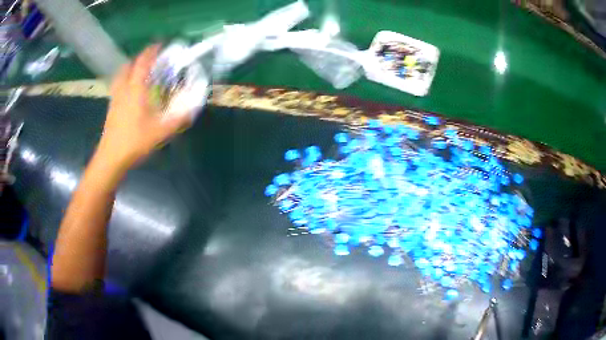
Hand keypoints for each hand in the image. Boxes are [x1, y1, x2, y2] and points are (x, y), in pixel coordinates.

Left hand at [95, 45, 191, 172]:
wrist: (111, 159)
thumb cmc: (134, 142)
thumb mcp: (160, 132)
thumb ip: (177, 119)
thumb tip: (193, 109)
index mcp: (135, 90)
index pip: (142, 63)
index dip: (151, 51)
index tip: (159, 44)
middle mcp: (123, 90)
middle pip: (128, 66)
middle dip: (138, 59)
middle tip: (149, 59)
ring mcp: (115, 99)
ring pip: (120, 77)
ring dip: (130, 69)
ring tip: (139, 72)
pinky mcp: (111, 109)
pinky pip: (117, 87)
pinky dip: (124, 82)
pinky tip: (130, 92)